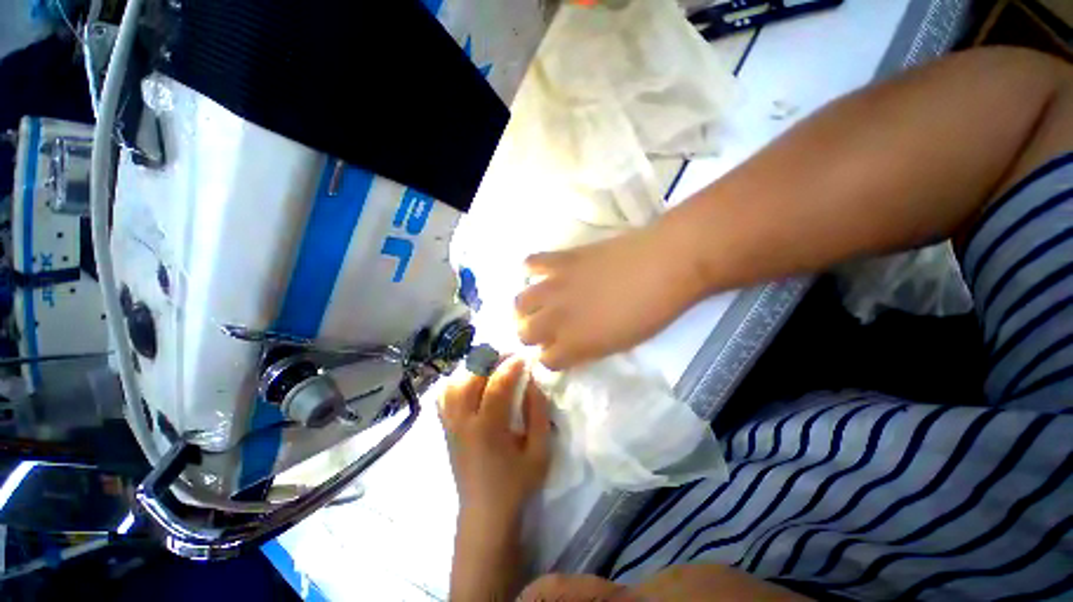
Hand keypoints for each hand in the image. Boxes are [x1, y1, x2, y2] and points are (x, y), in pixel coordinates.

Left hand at [440, 357, 550, 518]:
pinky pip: (444, 397)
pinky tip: (471, 380)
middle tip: (509, 355)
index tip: (525, 356)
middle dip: (490, 359)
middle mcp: (463, 422)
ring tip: (492, 363)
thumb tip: (533, 381)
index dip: (511, 366)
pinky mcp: (446, 429)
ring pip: (454, 383)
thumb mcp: (539, 451)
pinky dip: (456, 381)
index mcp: (487, 429)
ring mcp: (450, 425)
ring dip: (472, 368)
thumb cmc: (517, 484)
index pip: (497, 385)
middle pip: (470, 378)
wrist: (485, 514)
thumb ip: (538, 413)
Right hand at [514, 223, 704, 369]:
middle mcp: (556, 318)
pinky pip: (531, 263)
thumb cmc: (650, 312)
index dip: (551, 358)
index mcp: (574, 344)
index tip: (559, 351)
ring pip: (519, 303)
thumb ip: (587, 349)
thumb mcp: (620, 344)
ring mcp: (554, 286)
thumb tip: (570, 346)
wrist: (663, 266)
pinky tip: (545, 273)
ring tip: (538, 304)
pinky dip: (533, 270)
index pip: (546, 361)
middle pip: (524, 333)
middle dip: (531, 335)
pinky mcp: (560, 260)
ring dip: (526, 308)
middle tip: (546, 328)